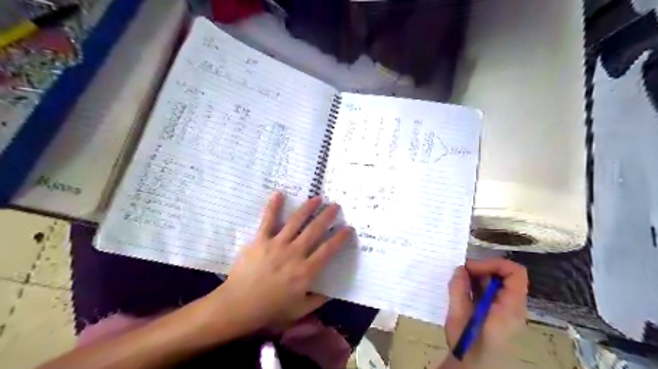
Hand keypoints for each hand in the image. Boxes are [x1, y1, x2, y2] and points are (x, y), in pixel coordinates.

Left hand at [211, 193, 354, 331]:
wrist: (238, 306)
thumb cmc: (270, 310)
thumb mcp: (299, 310)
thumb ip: (317, 300)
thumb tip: (331, 292)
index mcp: (306, 271)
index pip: (328, 249)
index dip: (340, 238)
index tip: (348, 228)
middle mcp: (295, 253)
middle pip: (315, 230)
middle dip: (327, 216)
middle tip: (335, 206)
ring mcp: (277, 244)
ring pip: (296, 221)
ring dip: (308, 208)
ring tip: (317, 198)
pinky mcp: (260, 240)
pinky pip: (268, 220)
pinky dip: (273, 206)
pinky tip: (279, 193)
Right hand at [442, 259, 527, 365]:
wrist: (473, 367)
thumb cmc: (467, 344)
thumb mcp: (458, 316)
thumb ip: (459, 290)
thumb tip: (460, 268)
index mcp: (509, 307)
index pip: (515, 273)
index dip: (494, 264)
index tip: (471, 268)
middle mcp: (513, 305)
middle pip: (506, 275)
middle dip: (482, 268)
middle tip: (461, 273)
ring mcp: (507, 308)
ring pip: (497, 281)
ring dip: (478, 276)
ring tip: (460, 282)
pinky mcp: (498, 311)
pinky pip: (492, 289)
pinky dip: (477, 284)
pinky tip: (463, 290)